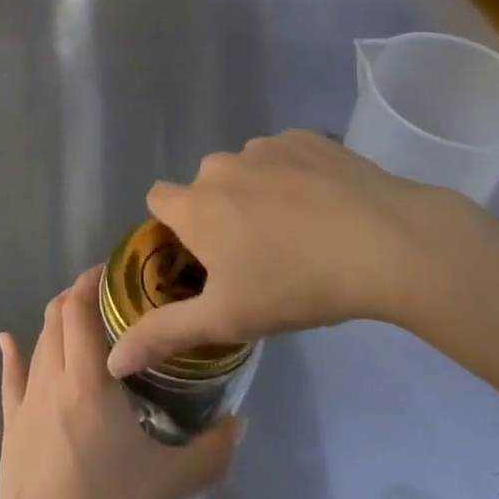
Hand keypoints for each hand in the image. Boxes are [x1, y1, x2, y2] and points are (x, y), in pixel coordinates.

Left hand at [0, 267, 241, 498]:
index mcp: (88, 381)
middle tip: (109, 298)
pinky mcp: (9, 427)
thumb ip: (209, 453)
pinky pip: (10, 379)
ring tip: (81, 320)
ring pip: (38, 342)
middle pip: (57, 317)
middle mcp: (52, 378)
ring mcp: (25, 402)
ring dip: (56, 322)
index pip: (80, 309)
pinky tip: (7, 340)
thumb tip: (241, 423)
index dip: (92, 282)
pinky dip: (12, 353)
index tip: (115, 273)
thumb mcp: (169, 488)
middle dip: (78, 297)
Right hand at [107, 129, 479, 378]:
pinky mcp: (305, 138)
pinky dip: (295, 177)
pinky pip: (285, 157)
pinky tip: (327, 207)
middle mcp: (219, 165)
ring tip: (301, 232)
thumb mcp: (227, 318)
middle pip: (205, 188)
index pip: (158, 200)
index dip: (175, 227)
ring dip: (258, 194)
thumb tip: (114, 361)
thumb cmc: (295, 283)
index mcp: (194, 204)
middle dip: (221, 213)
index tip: (204, 256)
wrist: (385, 242)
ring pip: (247, 171)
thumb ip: (165, 334)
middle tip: (260, 255)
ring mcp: (263, 147)